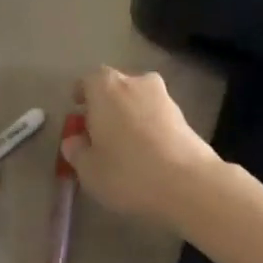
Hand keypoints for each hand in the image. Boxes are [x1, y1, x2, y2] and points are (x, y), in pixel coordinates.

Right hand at [61, 67, 222, 226]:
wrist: (188, 181)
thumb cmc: (128, 171)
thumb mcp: (89, 170)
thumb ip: (76, 151)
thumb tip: (74, 141)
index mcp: (106, 87)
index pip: (88, 80)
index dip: (82, 95)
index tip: (78, 110)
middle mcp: (135, 82)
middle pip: (115, 86)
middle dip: (106, 104)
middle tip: (100, 130)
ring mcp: (163, 96)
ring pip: (138, 99)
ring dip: (130, 114)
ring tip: (125, 144)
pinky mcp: (183, 115)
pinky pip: (157, 115)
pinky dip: (149, 126)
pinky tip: (148, 151)